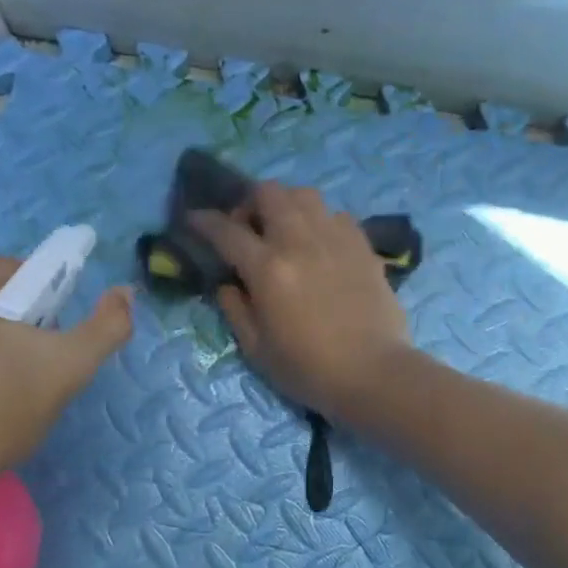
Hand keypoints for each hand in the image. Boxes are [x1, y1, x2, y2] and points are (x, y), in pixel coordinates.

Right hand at [190, 182, 412, 418]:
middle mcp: (300, 241)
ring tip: (284, 230)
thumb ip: (235, 309)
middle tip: (247, 229)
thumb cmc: (309, 370)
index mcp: (268, 269)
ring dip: (286, 205)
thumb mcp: (257, 349)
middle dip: (249, 203)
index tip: (194, 219)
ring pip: (305, 195)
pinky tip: (320, 245)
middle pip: (269, 193)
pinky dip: (320, 221)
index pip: (226, 231)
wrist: (373, 374)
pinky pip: (336, 215)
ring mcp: (336, 239)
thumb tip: (227, 282)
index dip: (204, 221)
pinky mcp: (363, 246)